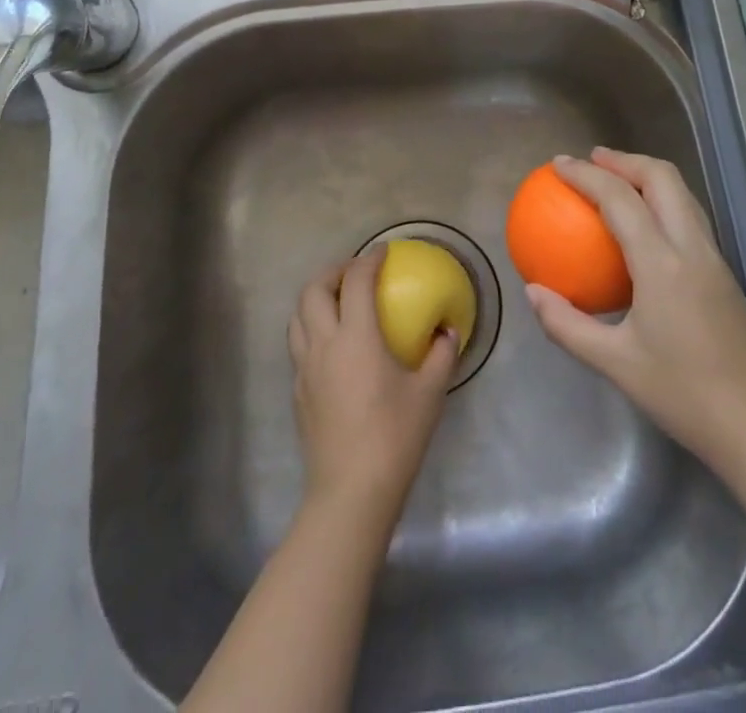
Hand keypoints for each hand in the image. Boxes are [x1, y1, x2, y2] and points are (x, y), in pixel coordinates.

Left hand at [287, 249, 458, 523]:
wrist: (350, 493)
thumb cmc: (394, 437)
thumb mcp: (429, 393)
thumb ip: (442, 354)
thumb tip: (448, 330)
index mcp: (356, 337)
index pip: (357, 281)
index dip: (369, 259)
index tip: (383, 251)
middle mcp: (323, 344)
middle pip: (314, 290)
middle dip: (333, 271)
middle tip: (356, 272)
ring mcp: (305, 369)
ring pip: (297, 316)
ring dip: (316, 298)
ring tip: (339, 301)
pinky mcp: (298, 392)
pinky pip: (298, 344)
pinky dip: (312, 328)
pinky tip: (333, 345)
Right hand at [525, 148, 745, 472]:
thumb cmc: (684, 395)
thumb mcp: (615, 364)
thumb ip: (568, 325)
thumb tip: (532, 292)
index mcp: (662, 263)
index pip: (619, 199)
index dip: (586, 175)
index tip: (558, 164)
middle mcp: (692, 247)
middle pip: (662, 177)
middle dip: (624, 159)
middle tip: (591, 160)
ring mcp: (714, 257)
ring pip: (682, 193)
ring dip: (647, 175)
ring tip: (615, 179)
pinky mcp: (724, 272)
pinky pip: (689, 216)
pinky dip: (662, 200)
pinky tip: (643, 226)